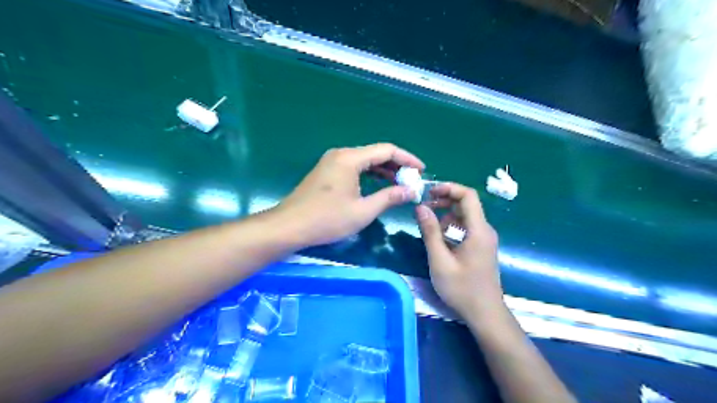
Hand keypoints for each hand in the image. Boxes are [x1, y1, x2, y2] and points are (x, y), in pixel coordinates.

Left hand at [278, 144, 423, 246]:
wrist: (289, 226)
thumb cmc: (327, 219)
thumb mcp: (363, 211)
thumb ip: (389, 197)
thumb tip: (411, 191)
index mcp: (350, 158)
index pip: (386, 150)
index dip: (407, 158)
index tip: (421, 170)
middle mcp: (341, 154)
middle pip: (375, 154)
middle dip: (396, 166)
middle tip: (412, 181)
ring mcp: (331, 162)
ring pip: (365, 161)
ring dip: (383, 171)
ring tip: (400, 184)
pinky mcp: (326, 172)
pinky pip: (354, 168)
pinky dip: (369, 175)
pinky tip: (378, 186)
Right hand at [415, 182, 502, 317]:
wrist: (485, 314)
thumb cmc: (462, 289)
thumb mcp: (440, 260)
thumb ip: (430, 232)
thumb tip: (420, 207)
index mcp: (478, 230)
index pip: (468, 196)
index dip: (449, 188)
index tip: (429, 192)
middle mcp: (485, 230)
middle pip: (467, 204)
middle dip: (445, 201)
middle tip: (424, 207)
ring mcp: (485, 239)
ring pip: (465, 216)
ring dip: (446, 215)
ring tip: (428, 224)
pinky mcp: (481, 247)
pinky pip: (467, 228)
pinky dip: (452, 226)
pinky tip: (440, 238)